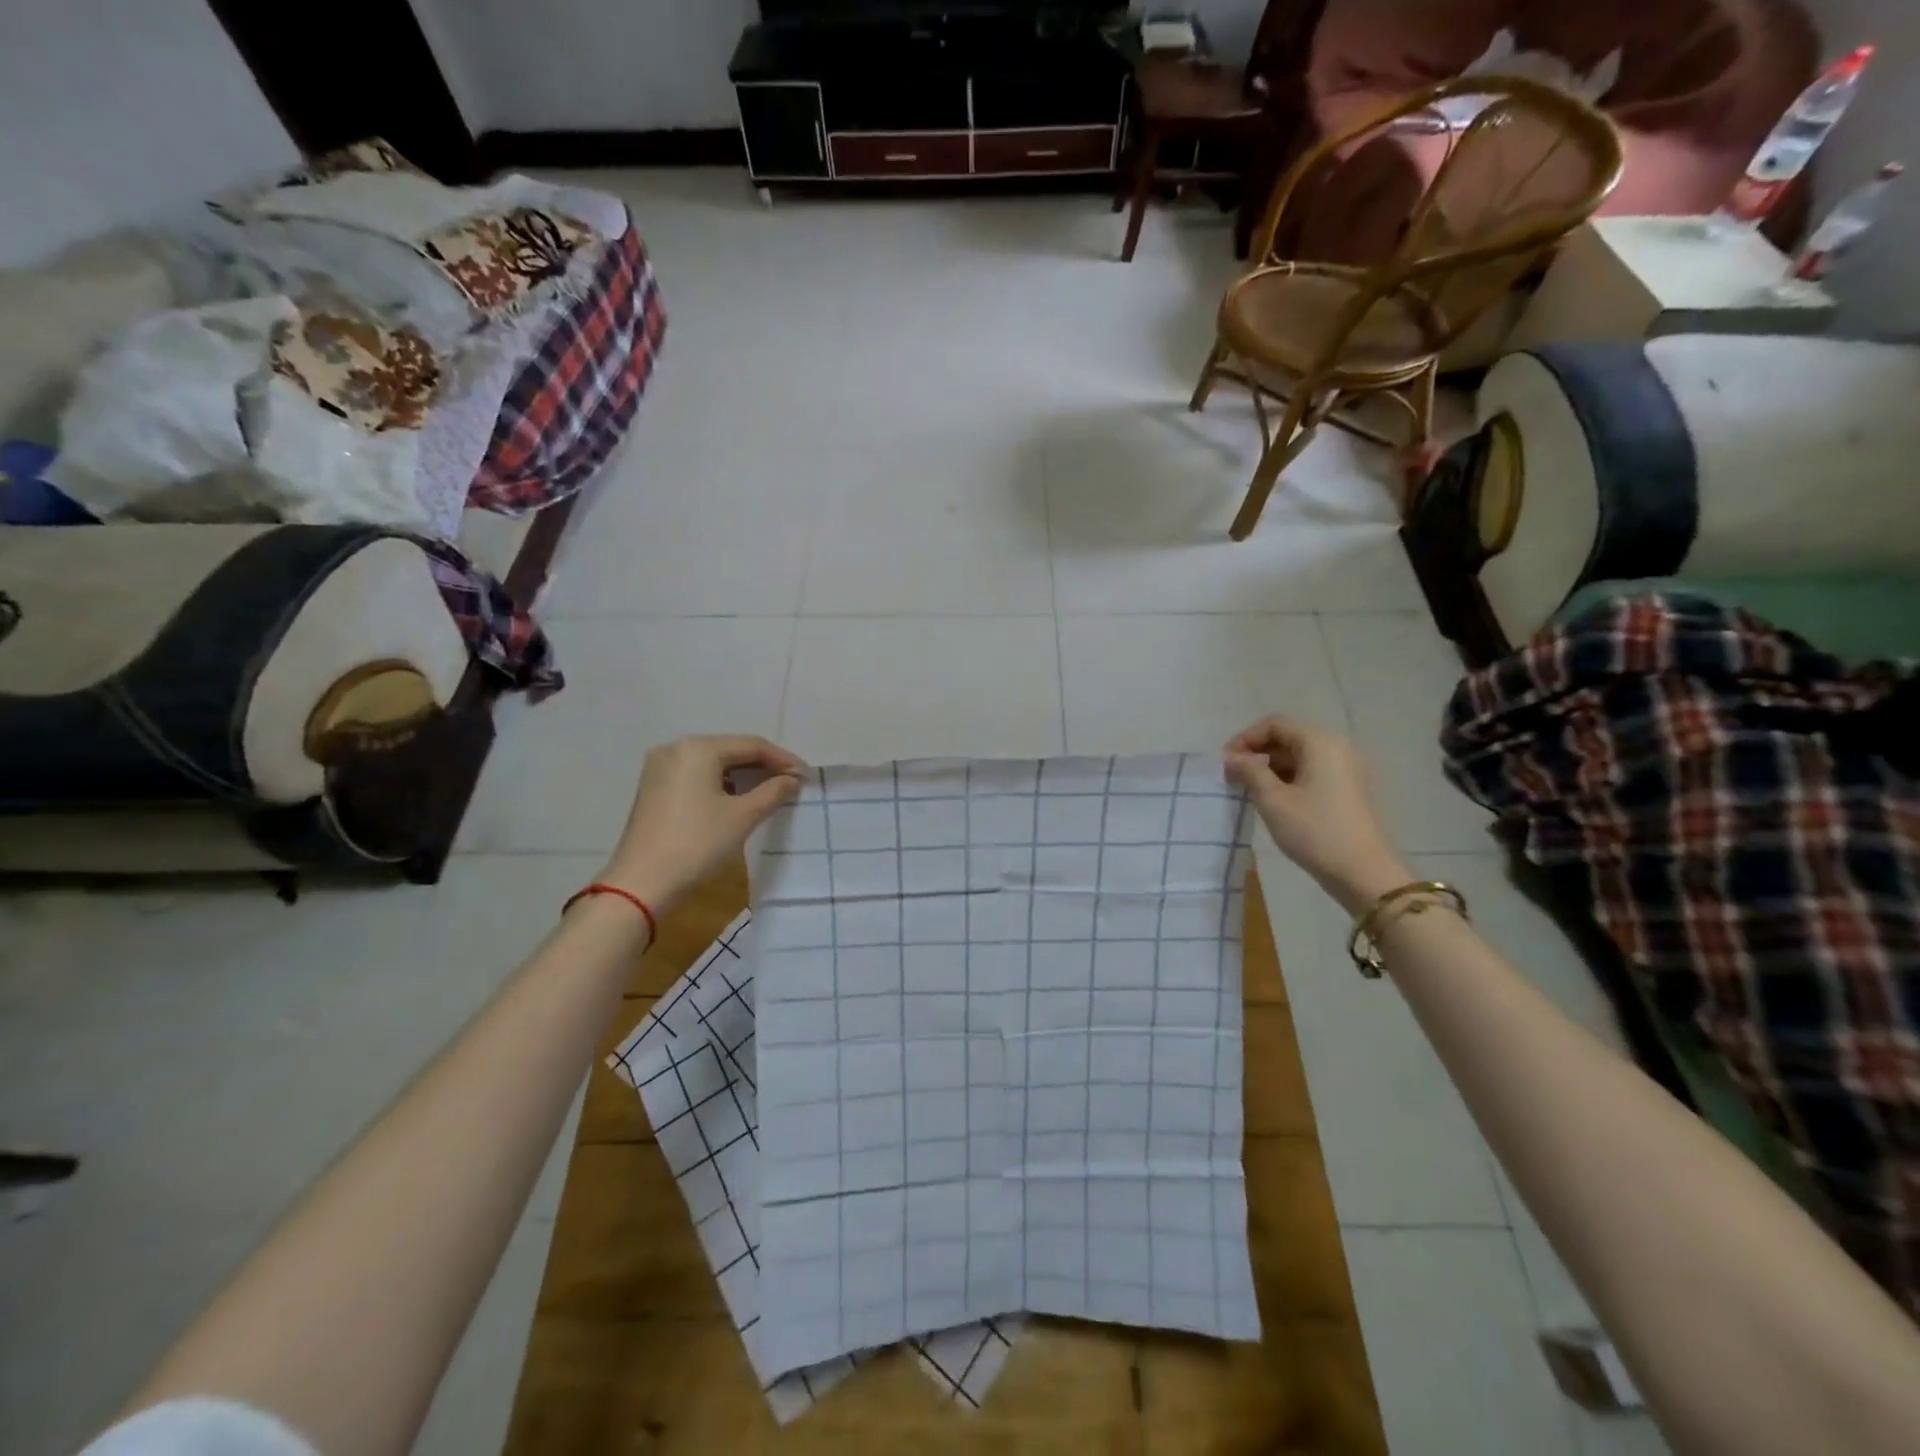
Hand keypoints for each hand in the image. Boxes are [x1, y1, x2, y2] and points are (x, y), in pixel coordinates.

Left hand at [600, 734, 807, 912]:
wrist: (642, 884)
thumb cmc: (697, 844)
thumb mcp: (743, 817)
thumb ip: (773, 791)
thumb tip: (793, 779)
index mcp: (697, 748)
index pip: (751, 745)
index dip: (783, 759)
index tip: (806, 777)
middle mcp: (675, 748)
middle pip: (731, 749)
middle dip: (763, 765)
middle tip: (792, 782)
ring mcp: (660, 767)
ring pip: (713, 763)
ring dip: (743, 775)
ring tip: (771, 790)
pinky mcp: (654, 787)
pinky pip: (697, 775)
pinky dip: (721, 783)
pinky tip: (738, 798)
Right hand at [1224, 717, 1408, 912]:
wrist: (1362, 872)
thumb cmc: (1314, 831)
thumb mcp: (1273, 800)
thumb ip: (1250, 772)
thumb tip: (1232, 758)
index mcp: (1320, 743)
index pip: (1276, 724)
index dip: (1246, 738)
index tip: (1225, 762)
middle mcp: (1337, 748)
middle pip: (1289, 737)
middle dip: (1258, 753)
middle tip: (1233, 776)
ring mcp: (1347, 769)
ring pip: (1300, 756)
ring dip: (1272, 767)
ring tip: (1249, 789)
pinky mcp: (1349, 789)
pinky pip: (1313, 771)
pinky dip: (1289, 778)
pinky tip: (1273, 799)